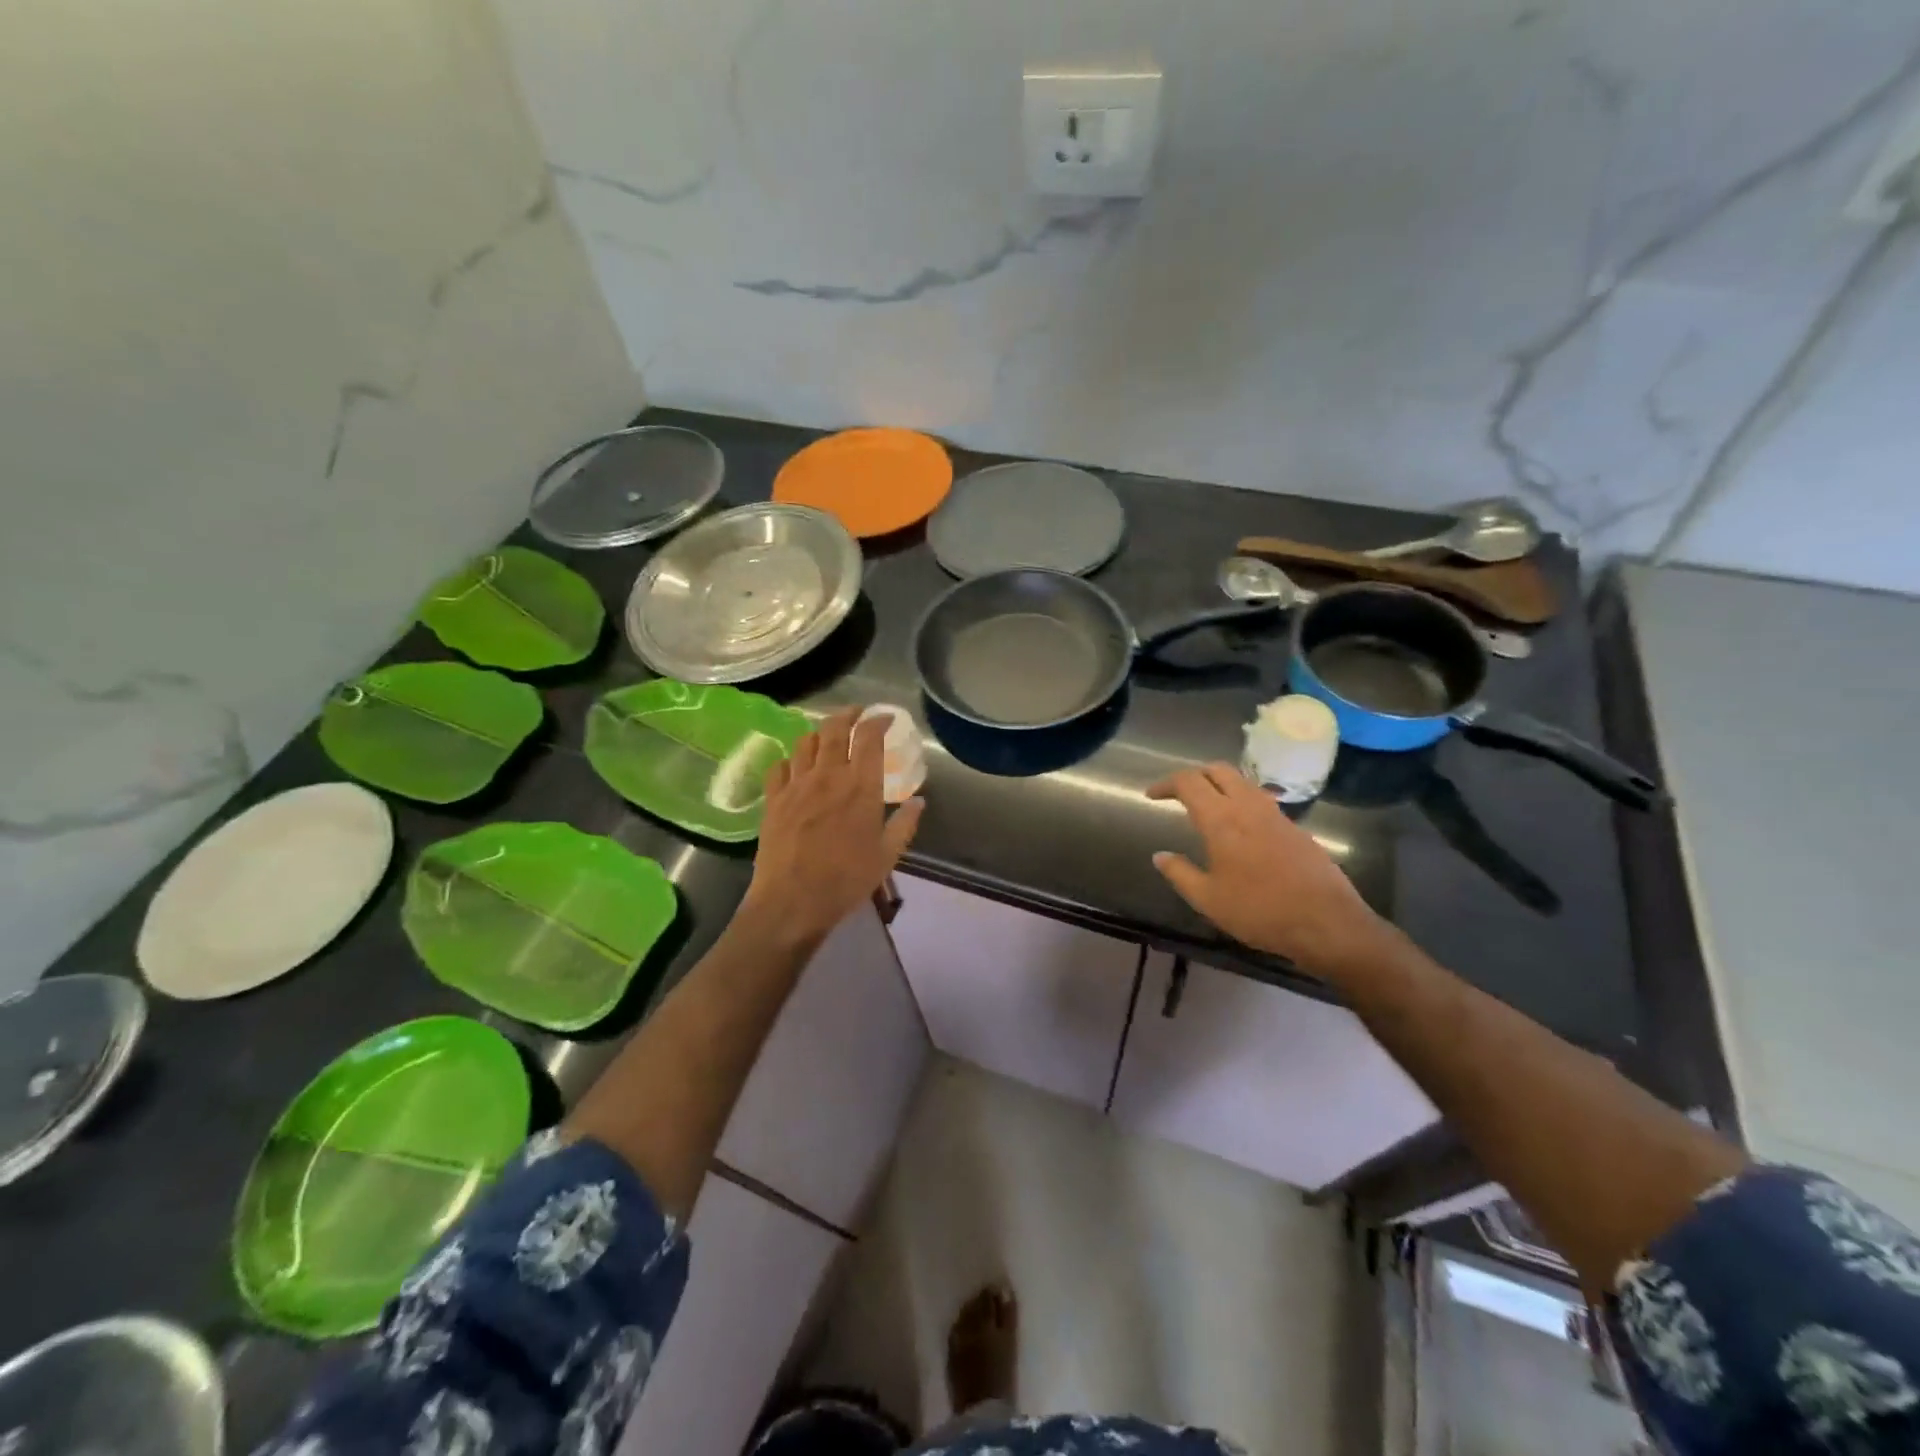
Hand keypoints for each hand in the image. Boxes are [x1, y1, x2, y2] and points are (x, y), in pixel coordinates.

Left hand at [744, 707, 923, 945]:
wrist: (793, 901)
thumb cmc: (847, 880)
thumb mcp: (888, 855)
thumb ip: (905, 824)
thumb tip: (919, 801)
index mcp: (861, 786)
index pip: (869, 737)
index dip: (878, 720)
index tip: (886, 718)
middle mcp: (828, 775)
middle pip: (835, 728)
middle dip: (848, 714)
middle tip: (857, 714)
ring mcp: (796, 784)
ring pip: (806, 741)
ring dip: (820, 732)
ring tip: (827, 736)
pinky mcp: (774, 799)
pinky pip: (780, 766)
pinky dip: (791, 759)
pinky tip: (796, 766)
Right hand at [1148, 763, 1383, 974]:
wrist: (1326, 923)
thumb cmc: (1260, 911)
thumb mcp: (1208, 899)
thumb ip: (1180, 873)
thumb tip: (1160, 855)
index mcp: (1221, 819)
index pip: (1188, 782)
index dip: (1166, 784)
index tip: (1152, 796)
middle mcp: (1248, 807)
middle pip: (1218, 770)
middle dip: (1194, 775)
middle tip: (1179, 794)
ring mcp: (1276, 815)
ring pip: (1243, 782)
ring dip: (1220, 785)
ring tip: (1208, 806)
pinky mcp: (1295, 828)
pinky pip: (1261, 801)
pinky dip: (1242, 802)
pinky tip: (1240, 829)